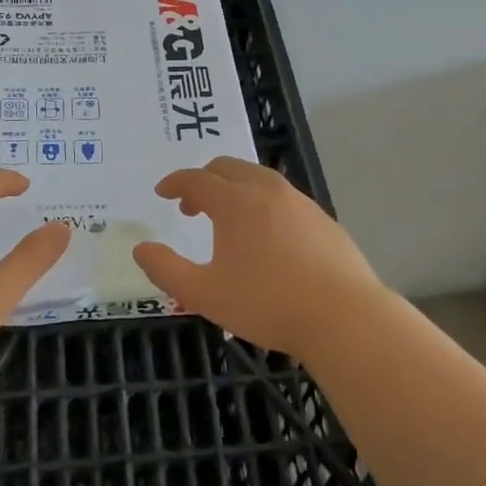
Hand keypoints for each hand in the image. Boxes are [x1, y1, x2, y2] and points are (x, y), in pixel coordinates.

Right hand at [133, 156, 384, 356]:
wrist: (345, 317)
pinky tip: (267, 237)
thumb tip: (141, 249)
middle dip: (204, 180)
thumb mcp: (204, 294)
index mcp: (235, 202)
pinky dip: (263, 203)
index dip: (175, 183)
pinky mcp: (323, 219)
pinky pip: (283, 198)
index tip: (162, 193)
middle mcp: (267, 191)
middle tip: (191, 207)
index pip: (196, 179)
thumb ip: (166, 270)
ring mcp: (300, 202)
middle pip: (228, 168)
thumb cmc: (268, 304)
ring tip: (228, 220)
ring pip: (259, 179)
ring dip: (235, 189)